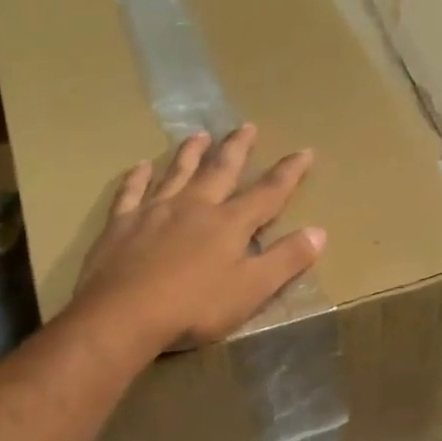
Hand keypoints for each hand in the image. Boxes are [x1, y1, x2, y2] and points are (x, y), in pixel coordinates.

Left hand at [70, 124, 325, 353]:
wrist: (123, 315)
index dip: (288, 173)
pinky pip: (132, 192)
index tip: (305, 151)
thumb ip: (286, 260)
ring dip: (190, 153)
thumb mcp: (252, 290)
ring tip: (199, 134)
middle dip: (237, 148)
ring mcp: (154, 211)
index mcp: (229, 224)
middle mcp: (194, 207)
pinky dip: (137, 177)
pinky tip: (141, 166)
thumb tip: (319, 231)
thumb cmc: (194, 307)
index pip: (267, 193)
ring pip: (177, 173)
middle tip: (247, 125)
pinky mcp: (122, 224)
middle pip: (220, 170)